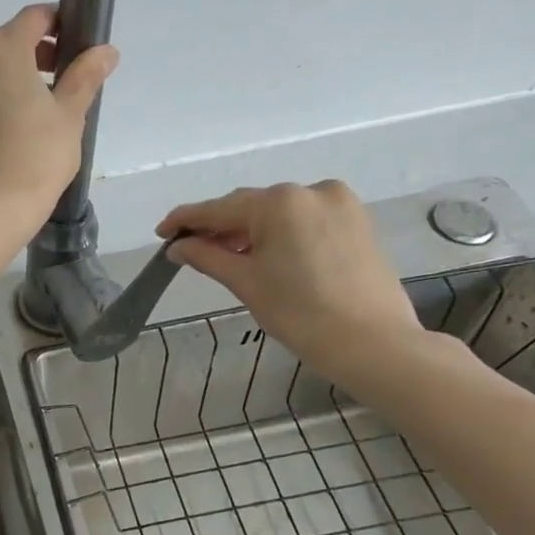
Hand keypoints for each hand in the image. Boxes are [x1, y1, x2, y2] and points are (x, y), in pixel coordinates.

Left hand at [0, 4, 116, 244]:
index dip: (56, 25)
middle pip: (1, 48)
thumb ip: (85, 77)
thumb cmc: (36, 158)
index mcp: (1, 51)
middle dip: (29, 60)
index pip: (33, 18)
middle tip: (54, 92)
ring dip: (0, 90)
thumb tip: (105, 51)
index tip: (72, 50)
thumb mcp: (70, 117)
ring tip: (23, 125)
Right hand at [157, 182, 425, 387]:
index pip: (219, 208)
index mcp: (279, 202)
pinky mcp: (356, 221)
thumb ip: (207, 257)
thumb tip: (177, 247)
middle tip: (190, 249)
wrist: (372, 343)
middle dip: (219, 227)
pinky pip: (304, 220)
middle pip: (250, 206)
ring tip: (226, 256)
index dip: (185, 220)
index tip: (161, 233)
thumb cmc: (300, 313)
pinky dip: (280, 234)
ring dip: (249, 231)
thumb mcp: (245, 283)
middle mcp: (310, 190)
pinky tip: (264, 255)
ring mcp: (339, 203)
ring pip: (278, 213)